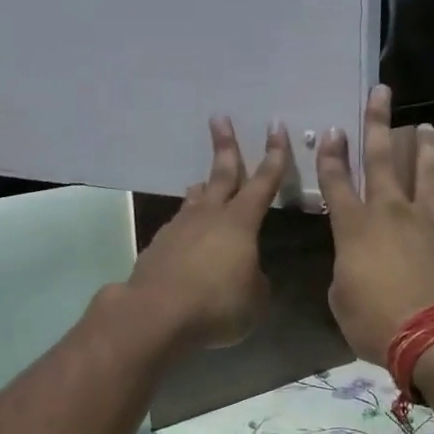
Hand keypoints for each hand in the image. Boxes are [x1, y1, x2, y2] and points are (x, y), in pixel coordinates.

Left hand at [126, 118, 290, 349]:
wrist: (156, 313)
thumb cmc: (216, 305)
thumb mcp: (254, 299)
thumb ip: (255, 279)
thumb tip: (247, 273)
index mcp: (240, 223)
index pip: (263, 183)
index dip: (274, 156)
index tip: (276, 128)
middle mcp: (209, 216)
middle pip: (221, 174)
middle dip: (224, 146)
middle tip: (219, 119)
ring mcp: (180, 228)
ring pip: (195, 199)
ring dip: (203, 188)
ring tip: (203, 183)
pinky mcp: (159, 246)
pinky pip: (179, 227)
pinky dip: (187, 226)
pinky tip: (187, 238)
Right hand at [316, 85, 433, 363]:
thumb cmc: (377, 323)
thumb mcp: (342, 301)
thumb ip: (346, 272)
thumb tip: (356, 264)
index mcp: (355, 227)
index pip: (337, 182)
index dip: (331, 156)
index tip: (331, 130)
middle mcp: (393, 213)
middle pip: (383, 159)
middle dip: (378, 124)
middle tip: (381, 94)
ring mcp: (433, 222)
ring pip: (430, 174)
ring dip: (426, 149)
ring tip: (425, 127)